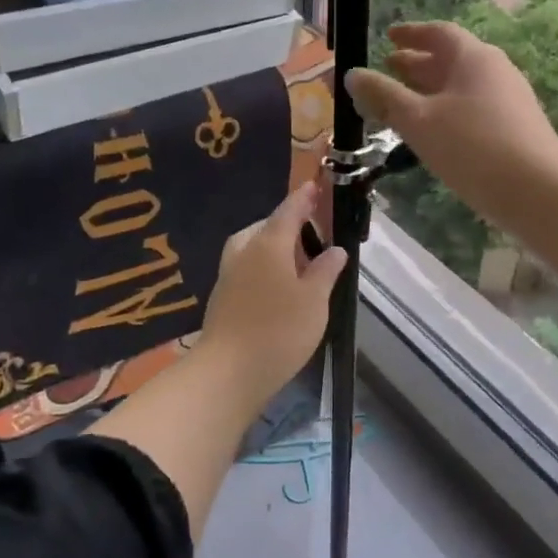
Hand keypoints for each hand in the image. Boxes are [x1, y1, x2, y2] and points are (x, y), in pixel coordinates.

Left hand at [197, 182, 347, 402]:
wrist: (227, 372)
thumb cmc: (279, 331)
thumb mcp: (314, 300)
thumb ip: (325, 271)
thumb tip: (335, 249)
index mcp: (268, 244)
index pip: (288, 210)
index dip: (304, 198)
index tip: (315, 186)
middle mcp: (244, 251)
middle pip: (266, 227)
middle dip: (288, 225)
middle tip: (313, 235)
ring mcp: (228, 274)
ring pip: (252, 247)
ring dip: (274, 247)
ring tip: (298, 262)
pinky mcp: (222, 297)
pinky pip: (246, 267)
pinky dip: (263, 267)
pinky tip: (277, 287)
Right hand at [344, 22, 557, 232]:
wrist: (537, 191)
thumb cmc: (472, 147)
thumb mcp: (419, 121)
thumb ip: (384, 96)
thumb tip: (352, 75)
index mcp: (473, 58)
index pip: (439, 33)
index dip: (411, 33)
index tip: (388, 38)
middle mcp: (495, 71)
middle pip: (451, 59)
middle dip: (417, 64)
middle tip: (389, 69)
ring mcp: (508, 100)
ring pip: (461, 87)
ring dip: (430, 90)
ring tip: (403, 103)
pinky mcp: (514, 129)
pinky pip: (472, 108)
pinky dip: (446, 110)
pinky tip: (433, 132)